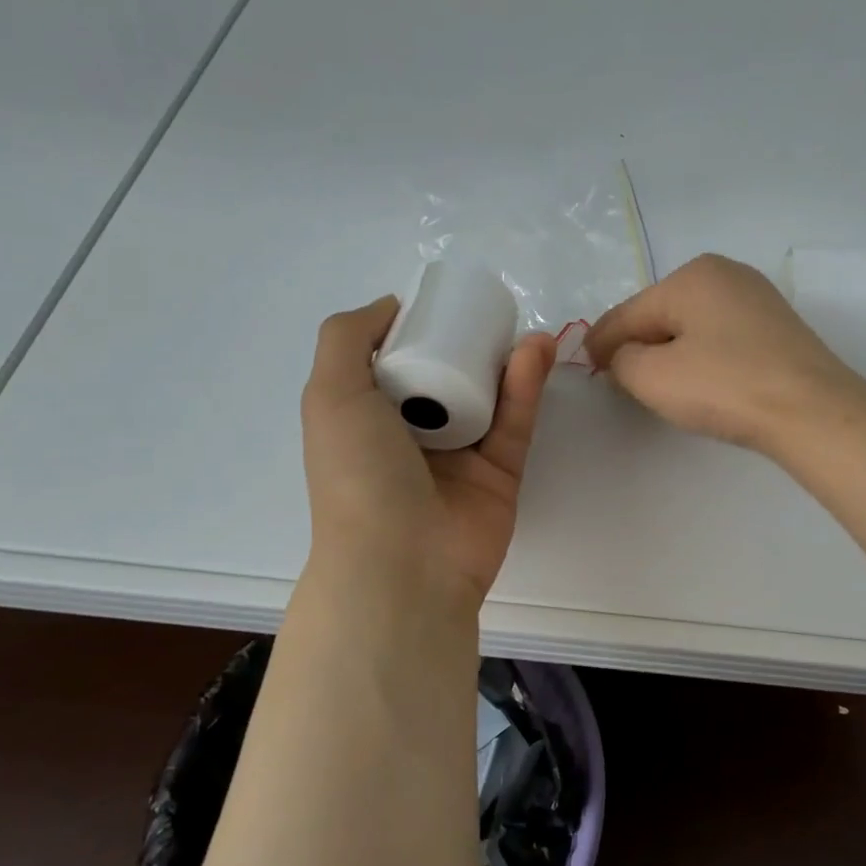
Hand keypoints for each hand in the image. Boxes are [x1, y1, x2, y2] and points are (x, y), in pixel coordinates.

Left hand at [300, 296, 555, 608]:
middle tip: (485, 310)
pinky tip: (535, 350)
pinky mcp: (500, 472)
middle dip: (464, 340)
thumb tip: (390, 308)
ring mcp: (459, 455)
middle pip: (444, 374)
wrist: (403, 564)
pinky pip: (515, 421)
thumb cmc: (358, 474)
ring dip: (503, 357)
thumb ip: (346, 337)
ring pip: (486, 394)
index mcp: (365, 418)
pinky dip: (526, 386)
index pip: (391, 362)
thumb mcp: (330, 394)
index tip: (437, 301)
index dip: (413, 329)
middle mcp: (410, 434)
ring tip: (518, 324)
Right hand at [586, 254, 865, 453]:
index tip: (588, 368)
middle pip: (660, 313)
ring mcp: (756, 296)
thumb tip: (623, 355)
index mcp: (691, 275)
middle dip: (639, 345)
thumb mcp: (652, 377)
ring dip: (670, 351)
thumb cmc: (724, 387)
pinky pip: (721, 335)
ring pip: (692, 324)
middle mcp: (724, 273)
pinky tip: (704, 379)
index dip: (602, 343)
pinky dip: (702, 354)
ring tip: (662, 384)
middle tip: (624, 382)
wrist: (812, 411)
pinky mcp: (777, 325)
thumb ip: (621, 359)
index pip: (628, 312)